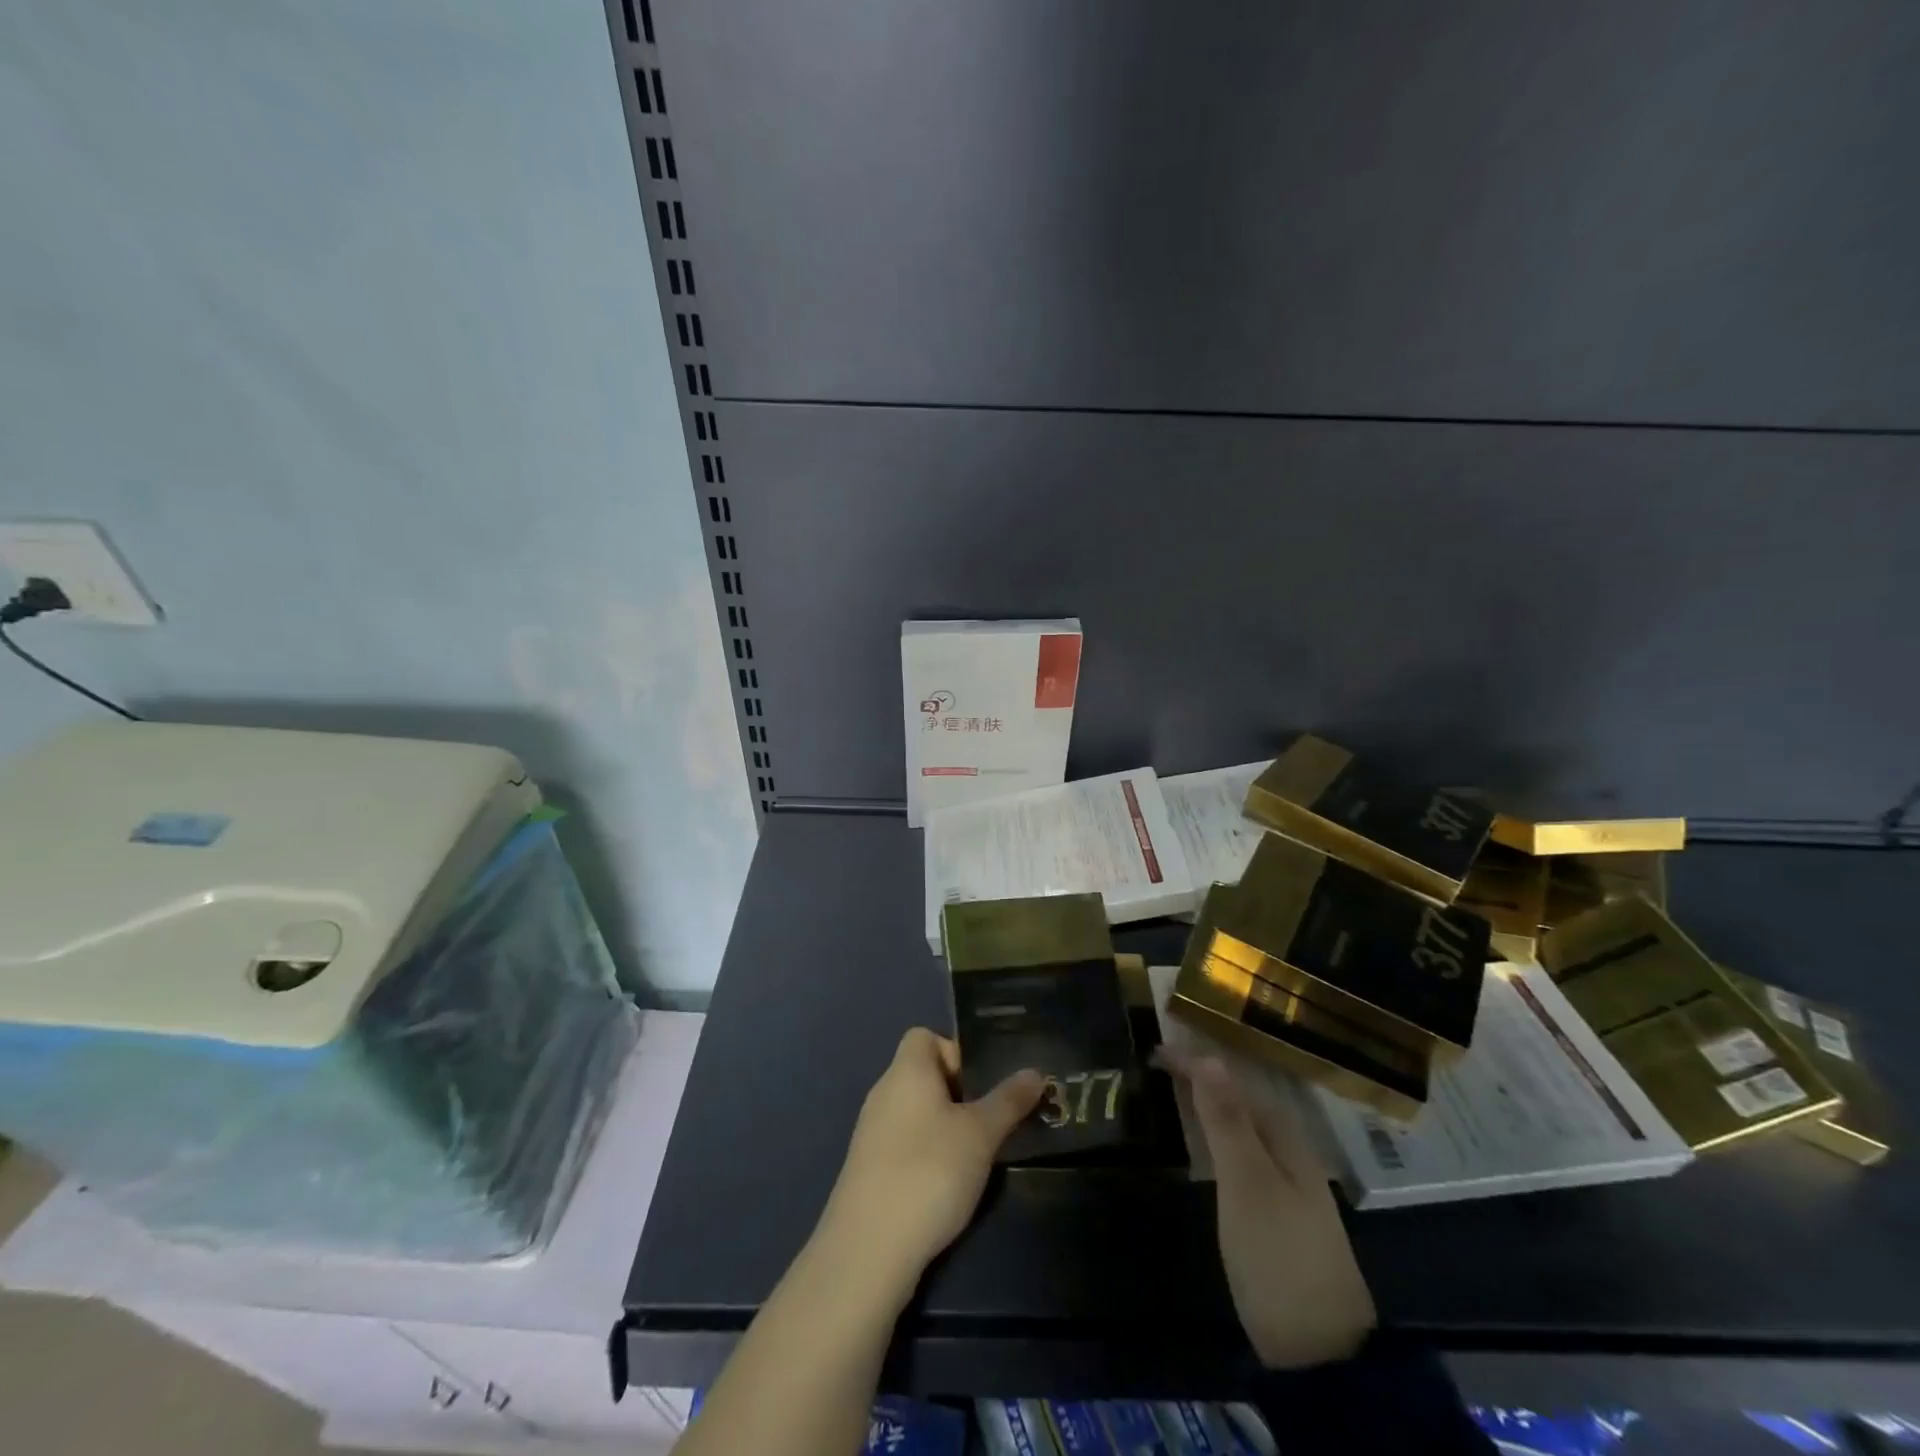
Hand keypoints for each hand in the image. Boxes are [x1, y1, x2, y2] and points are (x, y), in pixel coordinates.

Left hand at [819, 1028, 1043, 1298]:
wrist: (867, 1250)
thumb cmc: (928, 1172)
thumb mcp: (980, 1134)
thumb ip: (1008, 1100)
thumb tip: (1034, 1071)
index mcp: (906, 1071)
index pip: (925, 1036)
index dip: (956, 1051)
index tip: (984, 1084)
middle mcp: (883, 1092)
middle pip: (924, 1074)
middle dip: (960, 1093)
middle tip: (992, 1121)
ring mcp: (871, 1132)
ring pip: (916, 1112)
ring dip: (946, 1127)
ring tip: (977, 1156)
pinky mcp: (868, 1169)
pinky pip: (904, 1143)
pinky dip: (927, 1154)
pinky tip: (947, 1185)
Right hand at [1157, 1046, 1376, 1369]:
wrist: (1321, 1355)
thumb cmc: (1279, 1257)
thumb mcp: (1247, 1184)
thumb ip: (1228, 1121)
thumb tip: (1208, 1055)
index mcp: (1284, 1138)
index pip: (1234, 1081)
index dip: (1195, 1063)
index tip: (1153, 1051)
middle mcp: (1288, 1153)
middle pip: (1241, 1100)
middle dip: (1203, 1076)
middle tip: (1157, 1063)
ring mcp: (1284, 1186)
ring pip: (1241, 1127)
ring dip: (1209, 1104)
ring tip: (1172, 1090)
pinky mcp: (1274, 1214)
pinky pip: (1239, 1153)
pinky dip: (1215, 1136)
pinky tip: (1201, 1143)